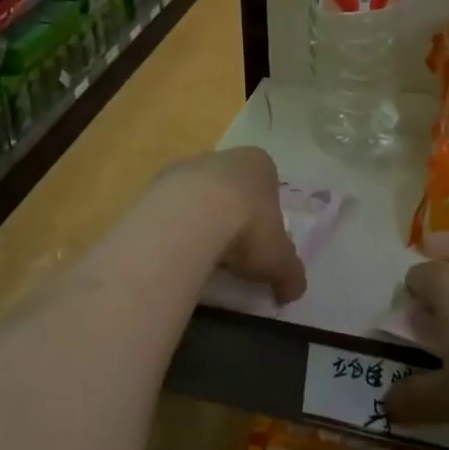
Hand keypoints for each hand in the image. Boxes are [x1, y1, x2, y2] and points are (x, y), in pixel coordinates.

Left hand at [157, 146, 305, 304]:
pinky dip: (175, 229)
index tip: (261, 243)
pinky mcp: (156, 183)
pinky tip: (177, 254)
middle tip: (232, 253)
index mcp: (258, 164)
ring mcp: (186, 166)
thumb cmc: (247, 228)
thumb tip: (292, 292)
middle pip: (230, 188)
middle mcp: (223, 157)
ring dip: (201, 222)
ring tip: (202, 259)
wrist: (190, 218)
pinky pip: (171, 209)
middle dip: (231, 216)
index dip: (266, 215)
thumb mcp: (280, 260)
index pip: (267, 185)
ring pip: (198, 197)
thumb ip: (291, 275)